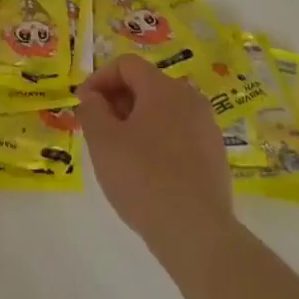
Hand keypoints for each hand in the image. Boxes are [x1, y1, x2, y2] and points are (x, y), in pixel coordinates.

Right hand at [78, 54, 235, 262]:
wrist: (197, 233)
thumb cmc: (143, 179)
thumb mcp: (104, 142)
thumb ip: (92, 110)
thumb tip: (93, 96)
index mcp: (163, 88)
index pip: (126, 65)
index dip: (99, 78)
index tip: (83, 104)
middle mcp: (190, 99)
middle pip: (146, 85)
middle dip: (117, 101)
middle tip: (97, 129)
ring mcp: (207, 128)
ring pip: (163, 112)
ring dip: (137, 122)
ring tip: (120, 152)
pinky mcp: (215, 156)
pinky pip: (179, 135)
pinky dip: (158, 141)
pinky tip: (147, 172)